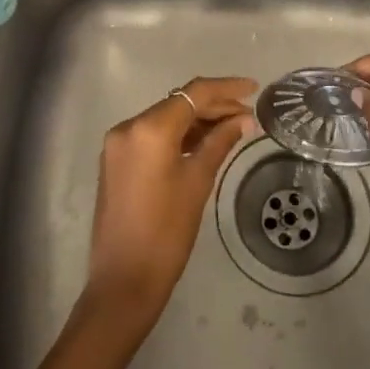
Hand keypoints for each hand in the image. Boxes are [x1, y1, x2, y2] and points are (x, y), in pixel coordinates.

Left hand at [85, 76, 257, 331]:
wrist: (124, 280)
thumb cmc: (166, 232)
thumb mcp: (198, 182)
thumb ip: (220, 143)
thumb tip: (244, 120)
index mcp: (148, 128)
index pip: (194, 94)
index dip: (226, 89)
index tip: (254, 88)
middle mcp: (128, 127)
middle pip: (178, 104)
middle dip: (214, 106)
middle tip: (248, 116)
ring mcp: (118, 143)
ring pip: (165, 119)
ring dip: (197, 121)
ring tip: (233, 128)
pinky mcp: (116, 160)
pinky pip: (152, 136)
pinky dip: (178, 136)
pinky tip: (204, 143)